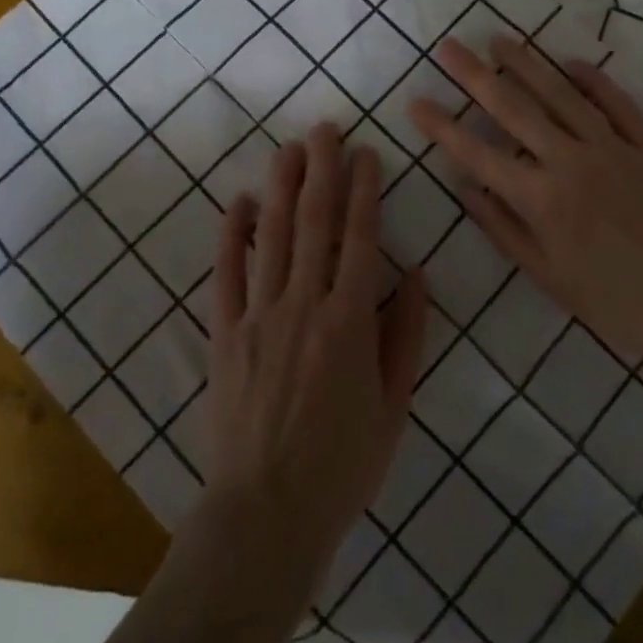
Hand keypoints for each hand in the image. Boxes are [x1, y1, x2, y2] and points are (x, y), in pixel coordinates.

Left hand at [198, 123, 427, 593]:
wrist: (266, 513)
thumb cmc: (342, 464)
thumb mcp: (394, 406)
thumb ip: (406, 334)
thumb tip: (417, 272)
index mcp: (350, 322)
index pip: (360, 237)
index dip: (364, 189)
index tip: (367, 153)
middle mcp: (304, 304)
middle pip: (315, 221)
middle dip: (322, 169)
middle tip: (326, 128)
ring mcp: (259, 314)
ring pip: (272, 235)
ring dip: (281, 185)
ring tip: (290, 147)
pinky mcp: (225, 331)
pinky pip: (227, 271)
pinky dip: (231, 233)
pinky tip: (238, 200)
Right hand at [409, 35, 642, 369]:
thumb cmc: (616, 304)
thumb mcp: (549, 277)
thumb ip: (504, 229)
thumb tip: (466, 188)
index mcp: (540, 199)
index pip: (477, 154)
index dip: (442, 127)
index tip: (416, 102)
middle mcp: (569, 161)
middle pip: (513, 108)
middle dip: (475, 76)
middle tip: (449, 47)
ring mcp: (611, 148)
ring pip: (561, 94)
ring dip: (527, 64)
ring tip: (499, 40)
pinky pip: (617, 104)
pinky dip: (594, 80)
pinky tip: (572, 62)